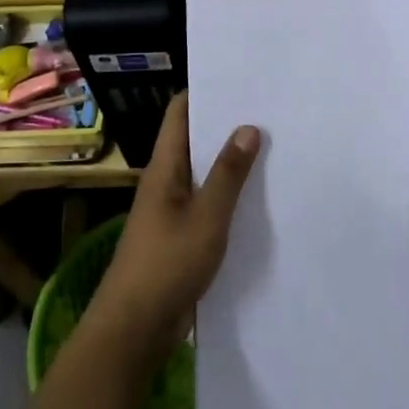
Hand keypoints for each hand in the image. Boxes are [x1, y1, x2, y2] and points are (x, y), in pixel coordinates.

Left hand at [85, 93, 260, 360]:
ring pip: (204, 175)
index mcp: (164, 168)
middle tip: (269, 110)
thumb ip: (228, 174)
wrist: (135, 329)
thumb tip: (248, 126)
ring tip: (273, 146)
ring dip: (231, 162)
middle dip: (226, 126)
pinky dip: (230, 196)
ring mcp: (172, 211)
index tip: (239, 79)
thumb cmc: (167, 264)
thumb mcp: (206, 216)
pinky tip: (259, 198)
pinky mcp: (182, 238)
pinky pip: (208, 205)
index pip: (179, 114)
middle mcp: (166, 183)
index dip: (204, 92)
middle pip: (195, 142)